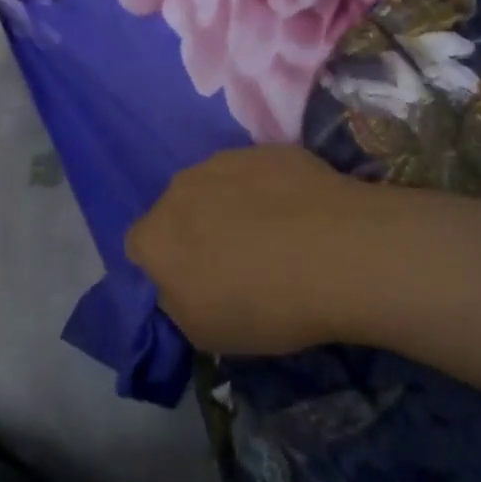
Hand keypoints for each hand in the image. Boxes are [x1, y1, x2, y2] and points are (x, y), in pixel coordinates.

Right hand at [126, 146, 389, 354]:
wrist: (340, 252)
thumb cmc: (266, 305)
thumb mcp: (205, 333)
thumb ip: (177, 303)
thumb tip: (180, 283)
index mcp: (155, 235)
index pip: (140, 248)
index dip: (166, 267)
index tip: (196, 285)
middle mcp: (180, 187)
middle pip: (177, 210)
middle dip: (197, 230)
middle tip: (236, 260)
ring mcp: (226, 160)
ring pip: (216, 185)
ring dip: (231, 205)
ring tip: (275, 235)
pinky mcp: (268, 148)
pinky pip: (257, 173)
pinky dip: (270, 190)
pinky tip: (302, 215)